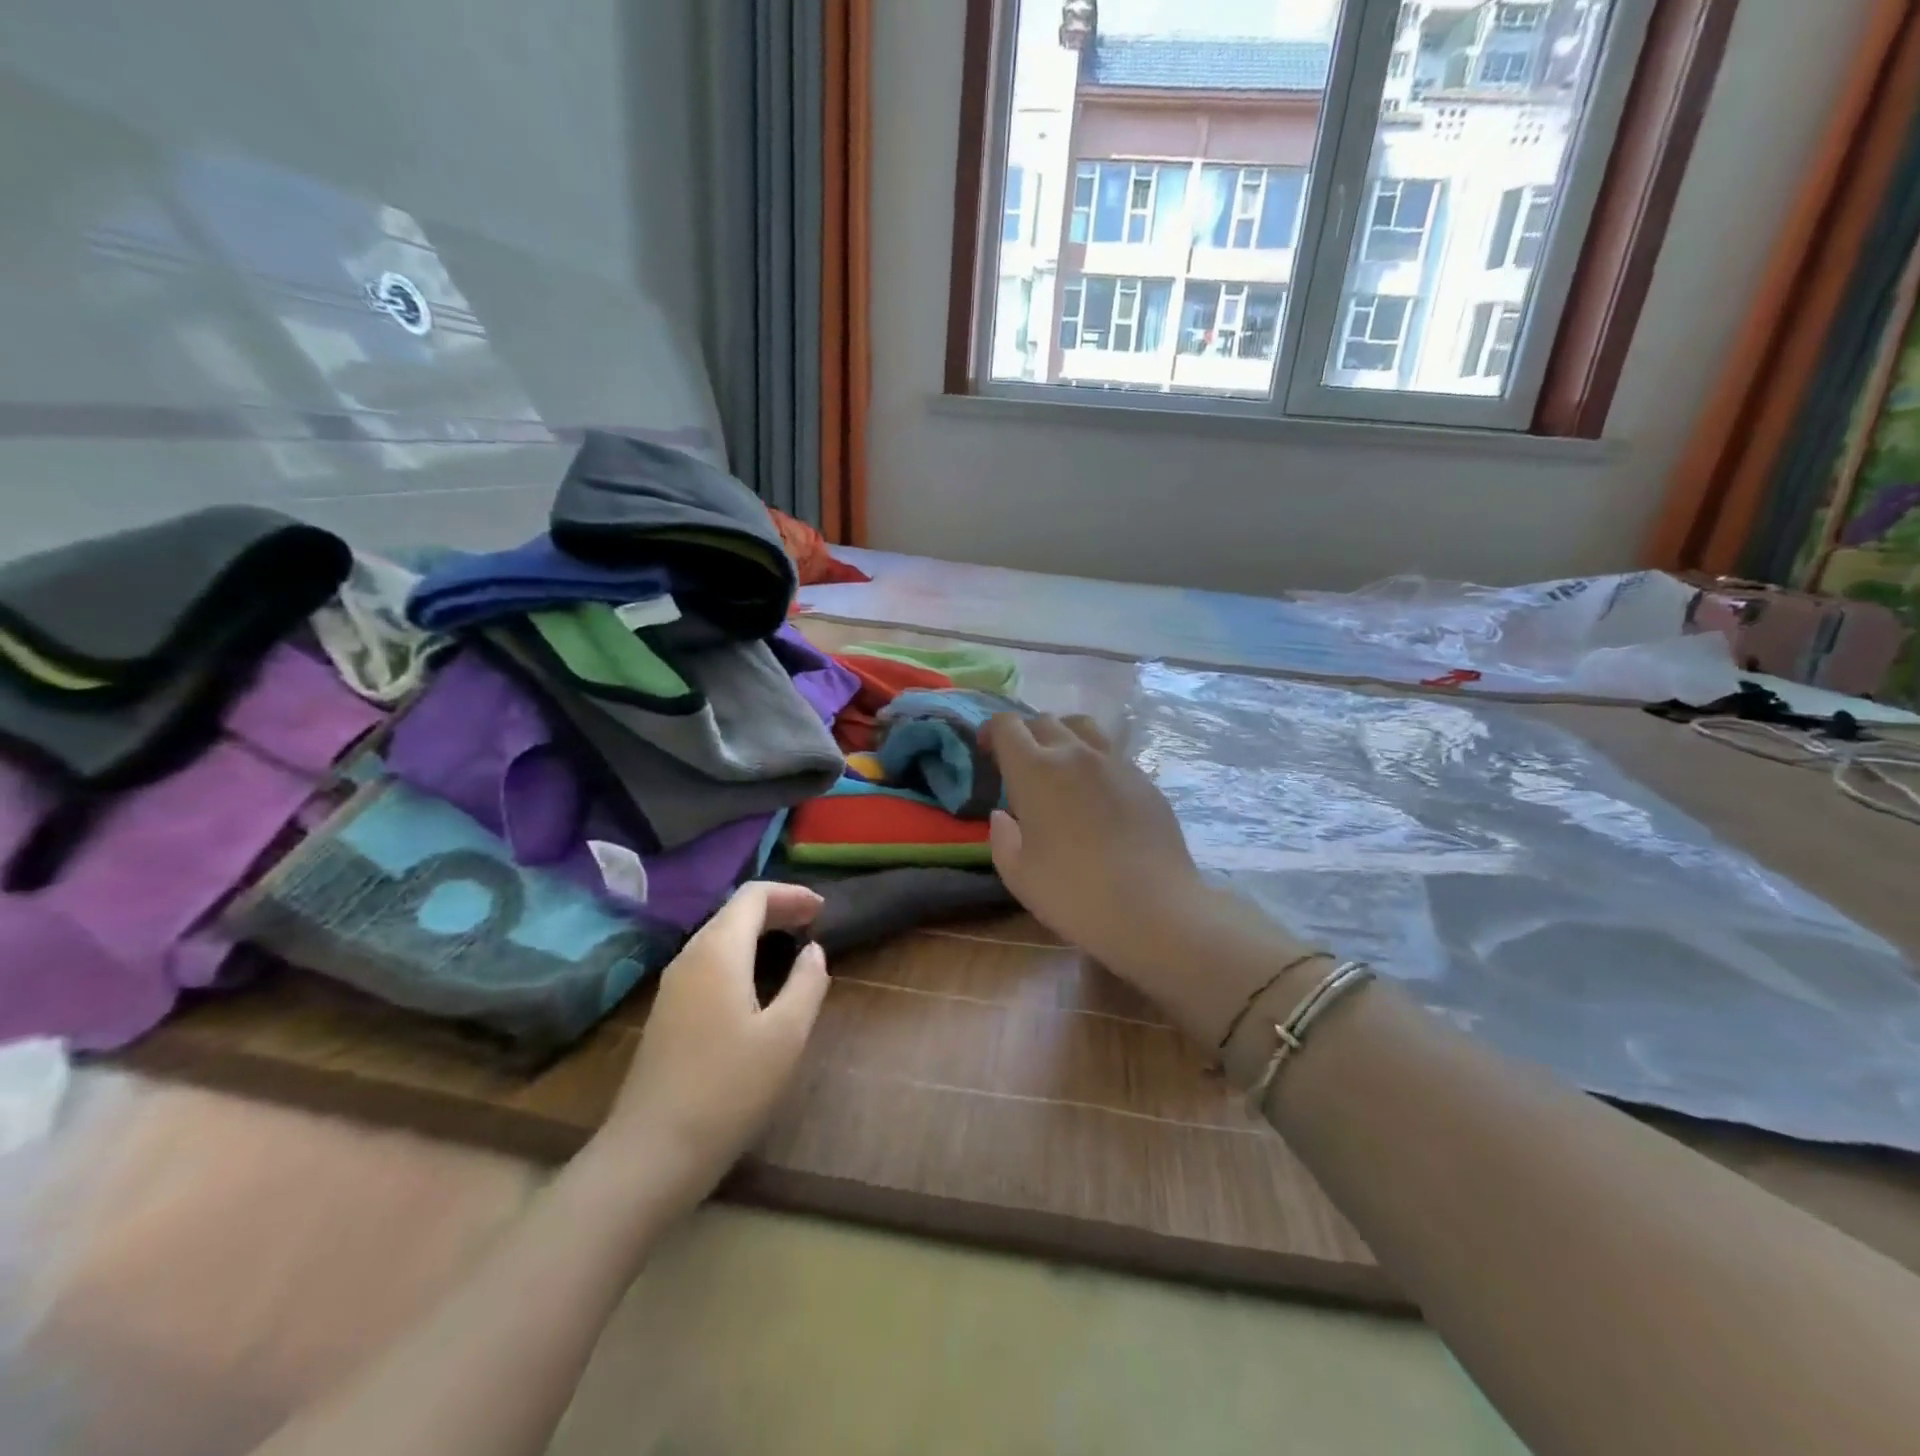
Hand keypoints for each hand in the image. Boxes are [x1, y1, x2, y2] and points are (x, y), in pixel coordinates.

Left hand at [599, 882, 828, 1213]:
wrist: (651, 1154)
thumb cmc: (728, 1089)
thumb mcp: (786, 1035)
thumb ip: (807, 983)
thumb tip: (812, 951)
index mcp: (718, 951)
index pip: (752, 896)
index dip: (790, 894)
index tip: (823, 909)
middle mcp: (690, 957)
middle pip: (734, 912)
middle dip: (776, 909)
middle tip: (814, 923)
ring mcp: (672, 986)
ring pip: (718, 937)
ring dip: (757, 932)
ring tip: (791, 946)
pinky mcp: (667, 1013)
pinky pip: (708, 963)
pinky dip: (740, 955)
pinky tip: (757, 982)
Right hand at [984, 713, 1206, 977]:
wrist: (1154, 909)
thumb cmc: (1074, 894)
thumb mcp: (1018, 875)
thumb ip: (1002, 839)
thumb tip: (1002, 816)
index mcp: (1035, 770)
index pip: (1006, 726)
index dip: (990, 732)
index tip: (986, 752)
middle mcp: (1075, 754)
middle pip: (1044, 721)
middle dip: (1025, 735)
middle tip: (1020, 765)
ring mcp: (1116, 763)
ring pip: (1084, 728)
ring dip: (1063, 737)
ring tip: (1060, 766)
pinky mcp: (1145, 780)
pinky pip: (1112, 754)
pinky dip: (1095, 762)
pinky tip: (1097, 795)